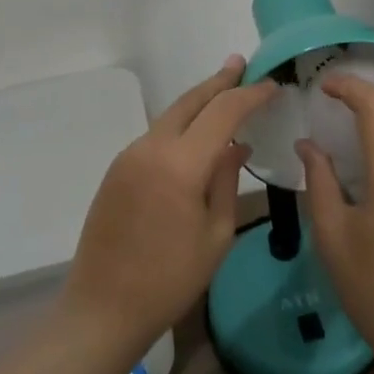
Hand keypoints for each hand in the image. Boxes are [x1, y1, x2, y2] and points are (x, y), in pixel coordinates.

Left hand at [61, 57, 273, 358]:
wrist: (101, 310)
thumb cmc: (169, 281)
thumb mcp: (215, 236)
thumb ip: (226, 181)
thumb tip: (237, 144)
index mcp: (180, 164)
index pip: (223, 112)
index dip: (249, 95)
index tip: (272, 85)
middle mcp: (151, 147)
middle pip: (191, 101)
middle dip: (219, 81)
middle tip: (241, 64)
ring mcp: (129, 155)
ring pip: (171, 114)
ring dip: (199, 101)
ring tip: (224, 91)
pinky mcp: (117, 168)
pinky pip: (156, 134)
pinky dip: (181, 123)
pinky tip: (195, 131)